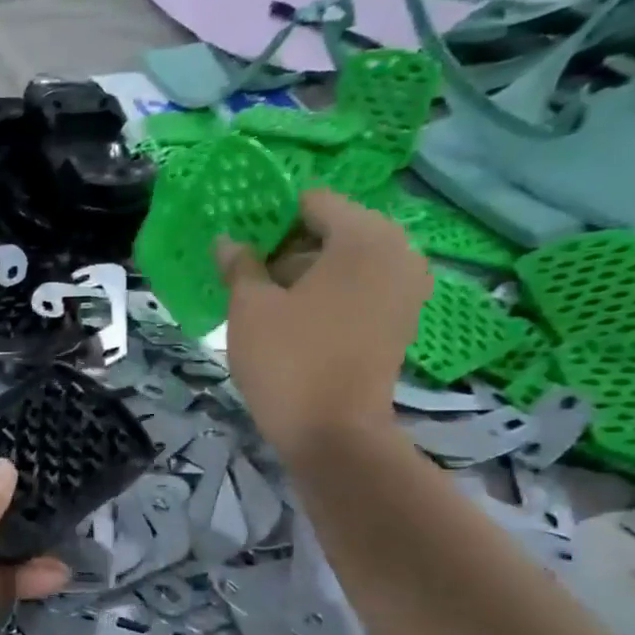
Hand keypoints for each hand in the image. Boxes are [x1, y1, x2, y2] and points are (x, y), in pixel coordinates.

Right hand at [216, 188, 430, 462]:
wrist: (334, 432)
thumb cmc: (289, 359)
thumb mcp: (250, 308)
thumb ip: (240, 265)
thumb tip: (229, 240)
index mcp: (363, 236)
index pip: (313, 202)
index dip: (273, 218)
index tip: (242, 245)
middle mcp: (397, 251)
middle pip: (333, 229)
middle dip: (290, 246)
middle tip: (250, 274)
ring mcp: (405, 287)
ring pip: (347, 260)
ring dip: (308, 272)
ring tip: (267, 299)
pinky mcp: (401, 318)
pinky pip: (360, 287)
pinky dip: (330, 293)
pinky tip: (296, 318)